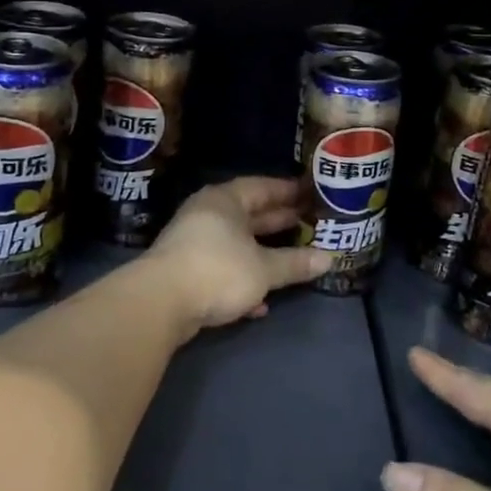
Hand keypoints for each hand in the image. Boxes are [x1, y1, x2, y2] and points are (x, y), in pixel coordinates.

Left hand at [146, 177, 334, 333]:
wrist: (160, 303)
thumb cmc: (218, 270)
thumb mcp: (264, 268)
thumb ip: (295, 263)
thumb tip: (330, 258)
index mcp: (226, 200)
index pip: (262, 187)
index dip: (288, 191)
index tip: (311, 194)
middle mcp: (208, 214)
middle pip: (249, 214)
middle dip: (278, 221)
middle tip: (308, 223)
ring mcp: (194, 242)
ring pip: (237, 243)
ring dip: (262, 253)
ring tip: (293, 259)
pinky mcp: (186, 271)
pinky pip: (223, 268)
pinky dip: (242, 280)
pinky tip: (261, 302)